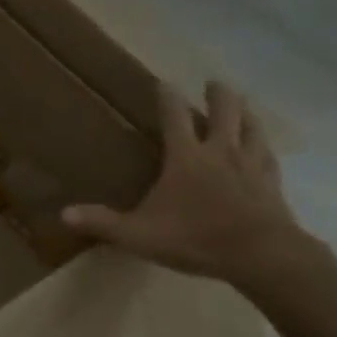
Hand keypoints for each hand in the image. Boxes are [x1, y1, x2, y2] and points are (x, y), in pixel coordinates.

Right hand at [62, 81, 316, 290]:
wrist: (260, 254)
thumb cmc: (195, 238)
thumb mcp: (139, 234)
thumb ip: (103, 223)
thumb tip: (64, 214)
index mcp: (186, 157)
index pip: (174, 116)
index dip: (167, 97)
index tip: (164, 82)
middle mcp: (220, 151)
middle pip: (224, 110)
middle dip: (217, 93)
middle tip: (212, 84)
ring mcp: (252, 164)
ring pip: (251, 126)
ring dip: (245, 112)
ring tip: (242, 105)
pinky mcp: (272, 182)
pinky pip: (268, 155)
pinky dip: (263, 146)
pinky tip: (263, 149)